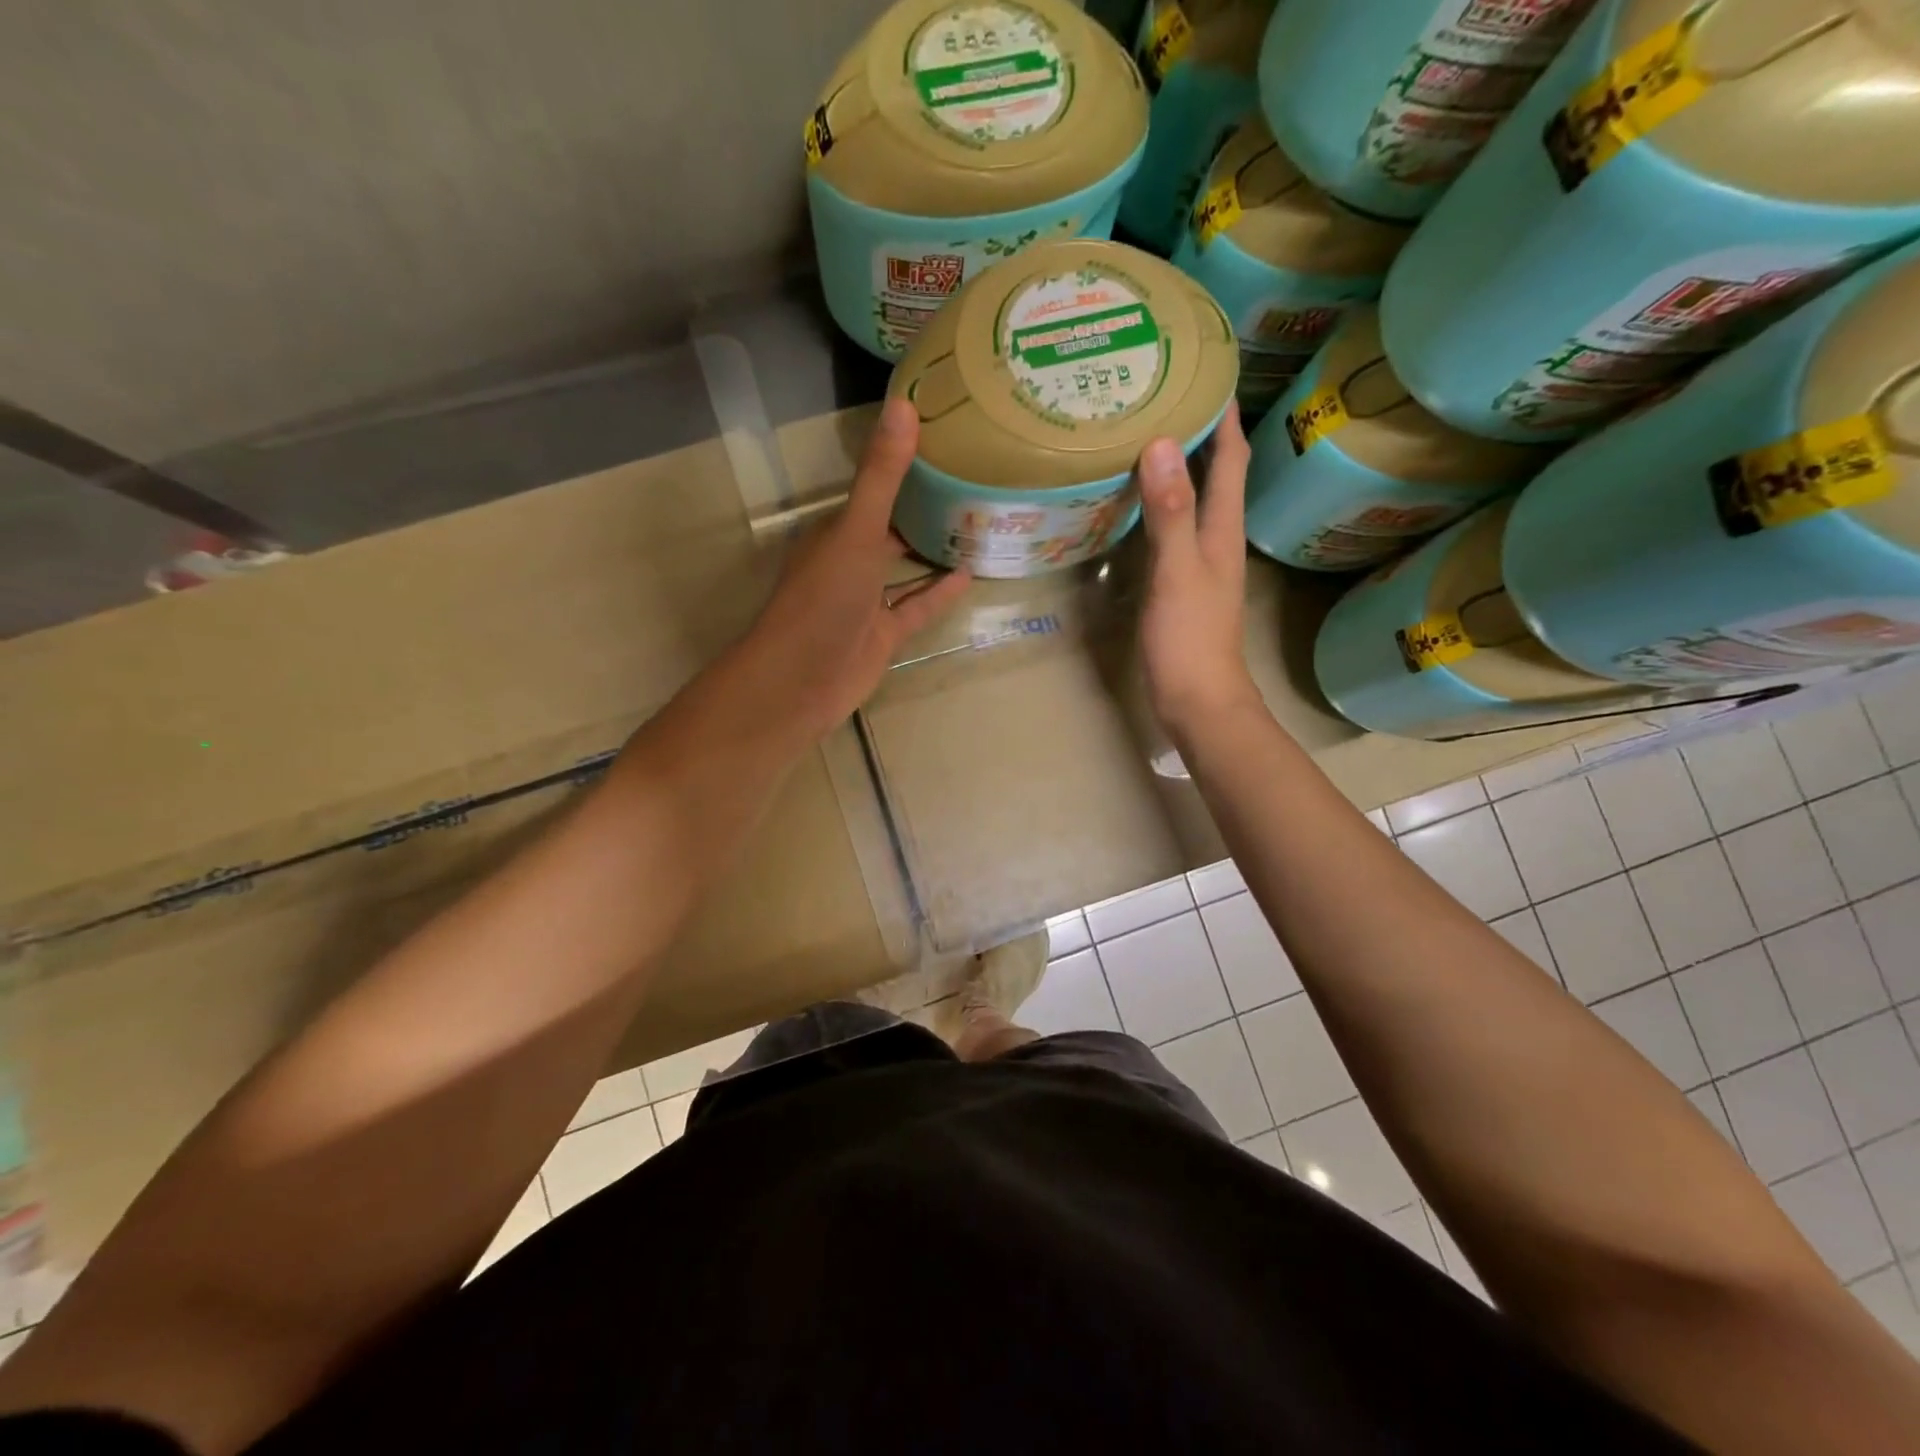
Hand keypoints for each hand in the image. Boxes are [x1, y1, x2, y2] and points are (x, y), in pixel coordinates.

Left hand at [739, 399, 971, 736]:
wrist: (803, 680)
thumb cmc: (824, 599)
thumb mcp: (856, 531)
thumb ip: (881, 476)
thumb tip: (904, 404)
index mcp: (835, 531)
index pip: (871, 489)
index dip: (902, 466)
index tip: (943, 443)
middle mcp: (849, 561)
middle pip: (890, 528)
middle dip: (922, 508)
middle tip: (971, 481)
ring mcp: (866, 601)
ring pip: (904, 569)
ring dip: (933, 551)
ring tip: (977, 524)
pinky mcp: (883, 635)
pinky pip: (916, 607)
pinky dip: (939, 593)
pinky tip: (969, 573)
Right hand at [1137, 404, 1259, 734]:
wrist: (1196, 699)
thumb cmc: (1189, 638)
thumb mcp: (1177, 571)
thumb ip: (1170, 512)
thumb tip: (1162, 444)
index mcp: (1222, 528)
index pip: (1231, 458)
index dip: (1223, 416)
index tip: (1205, 372)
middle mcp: (1216, 538)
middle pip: (1216, 473)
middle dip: (1199, 432)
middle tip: (1165, 395)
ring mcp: (1199, 562)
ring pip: (1194, 500)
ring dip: (1179, 467)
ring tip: (1147, 435)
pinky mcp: (1180, 583)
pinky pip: (1173, 528)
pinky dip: (1160, 505)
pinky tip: (1136, 502)